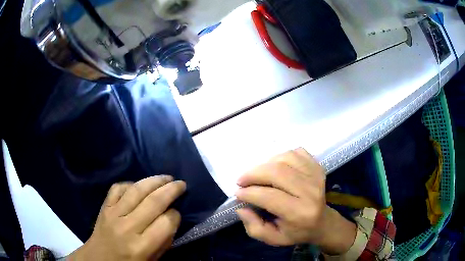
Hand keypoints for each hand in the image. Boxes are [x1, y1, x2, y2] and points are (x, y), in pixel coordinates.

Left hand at [68, 176, 185, 260]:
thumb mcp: (152, 260)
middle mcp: (128, 227)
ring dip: (154, 180)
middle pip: (153, 202)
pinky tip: (139, 185)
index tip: (177, 213)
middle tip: (181, 184)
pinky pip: (118, 188)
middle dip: (171, 190)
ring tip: (166, 177)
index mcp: (142, 246)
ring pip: (136, 190)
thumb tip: (171, 219)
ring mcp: (113, 214)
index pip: (166, 223)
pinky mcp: (104, 206)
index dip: (175, 216)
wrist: (99, 259)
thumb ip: (163, 241)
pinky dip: (131, 183)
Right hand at [235, 148, 355, 254]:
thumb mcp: (273, 238)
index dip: (249, 193)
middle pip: (277, 172)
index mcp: (300, 213)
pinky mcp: (317, 167)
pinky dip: (280, 156)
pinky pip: (295, 153)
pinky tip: (275, 167)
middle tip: (241, 181)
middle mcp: (311, 192)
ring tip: (257, 175)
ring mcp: (316, 176)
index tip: (238, 193)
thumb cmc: (296, 232)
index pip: (270, 196)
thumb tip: (241, 207)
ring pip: (285, 158)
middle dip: (253, 174)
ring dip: (265, 164)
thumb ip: (253, 227)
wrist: (322, 222)